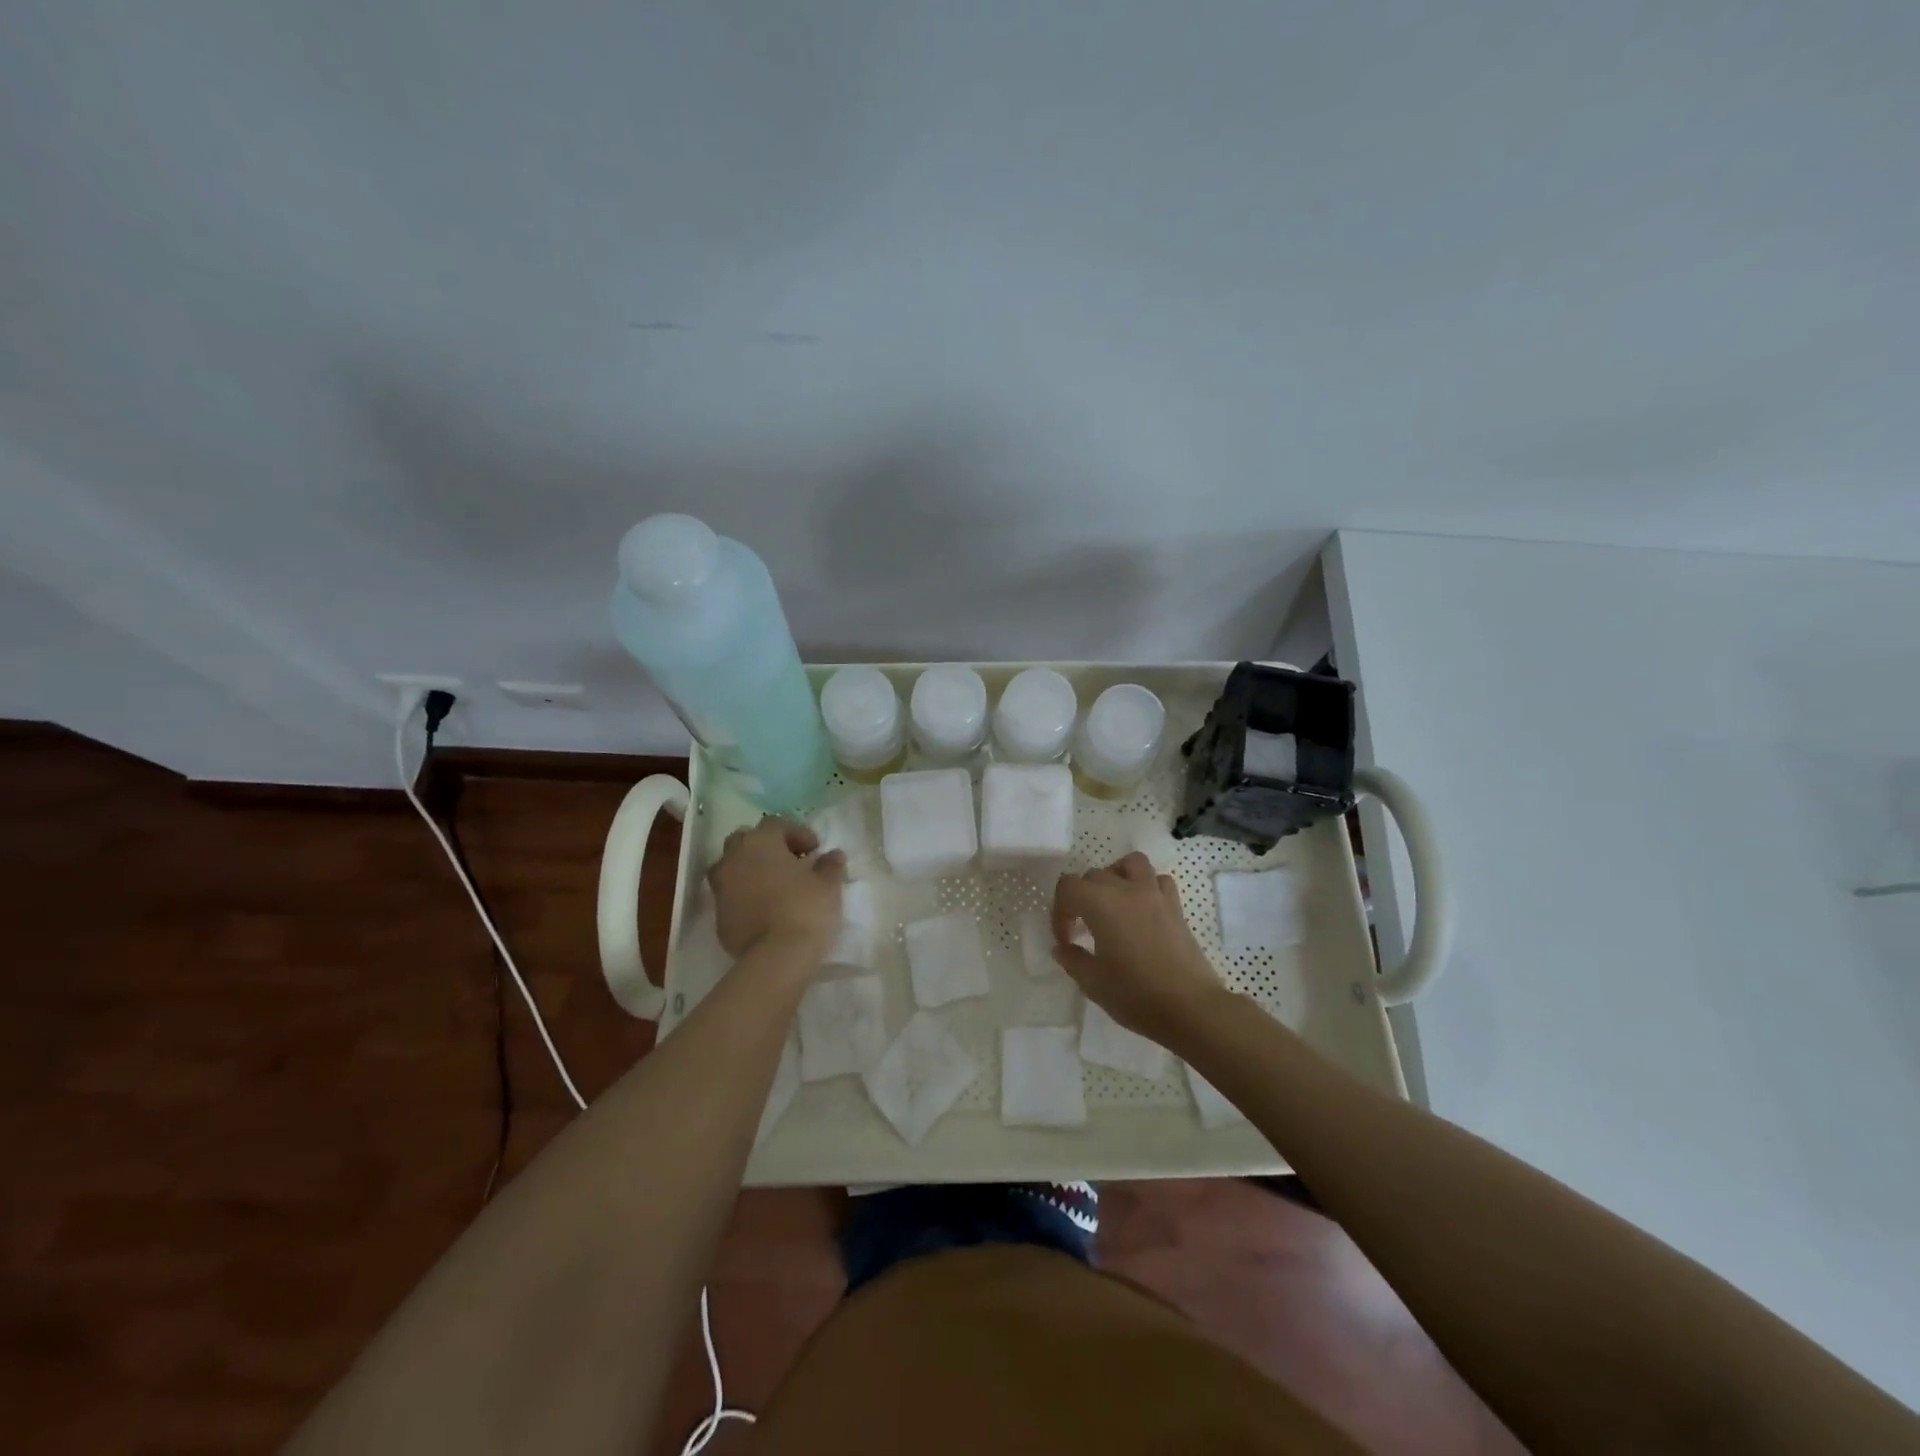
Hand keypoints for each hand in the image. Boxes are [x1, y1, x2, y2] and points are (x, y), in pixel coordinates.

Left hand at [708, 817, 845, 959]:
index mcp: (760, 842)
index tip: (815, 850)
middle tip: (790, 862)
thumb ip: (829, 865)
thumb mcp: (828, 884)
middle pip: (746, 840)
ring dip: (751, 870)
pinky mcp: (718, 916)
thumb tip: (833, 855)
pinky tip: (765, 909)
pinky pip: (731, 895)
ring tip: (774, 885)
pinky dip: (745, 895)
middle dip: (767, 847)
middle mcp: (734, 858)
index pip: (776, 824)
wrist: (776, 957)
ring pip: (733, 867)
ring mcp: (721, 887)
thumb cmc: (805, 909)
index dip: (797, 833)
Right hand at [1052, 853, 1226, 1045]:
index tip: (1065, 940)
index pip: (1068, 888)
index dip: (1059, 912)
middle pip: (1095, 875)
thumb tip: (1062, 948)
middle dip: (1082, 898)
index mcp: (1101, 904)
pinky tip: (1143, 910)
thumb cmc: (1136, 995)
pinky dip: (1147, 886)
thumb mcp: (1093, 983)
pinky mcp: (1176, 907)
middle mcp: (1127, 890)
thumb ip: (1072, 960)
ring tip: (1113, 903)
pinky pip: (1158, 880)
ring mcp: (1155, 895)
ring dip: (1116, 876)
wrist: (1191, 1008)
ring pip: (1131, 863)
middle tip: (1083, 929)